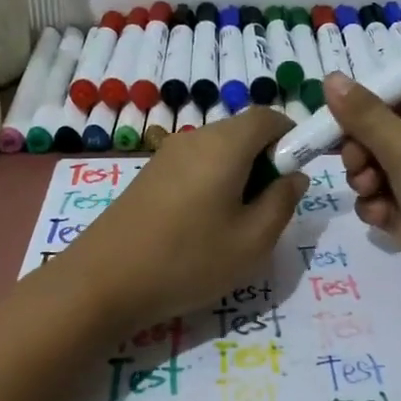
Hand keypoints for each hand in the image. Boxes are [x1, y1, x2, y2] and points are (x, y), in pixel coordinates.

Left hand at [50, 108, 308, 329]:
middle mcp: (195, 138)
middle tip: (267, 211)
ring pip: (219, 153)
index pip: (270, 118)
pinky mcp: (148, 176)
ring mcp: (166, 156)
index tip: (297, 178)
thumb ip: (282, 201)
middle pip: (244, 133)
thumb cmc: (188, 260)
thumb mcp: (253, 241)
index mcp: (225, 144)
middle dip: (266, 163)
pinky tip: (203, 229)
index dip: (294, 139)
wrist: (103, 283)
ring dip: (239, 178)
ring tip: (235, 227)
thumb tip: (294, 176)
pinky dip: (212, 186)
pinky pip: (195, 167)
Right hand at [325, 73, 400, 338]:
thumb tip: (331, 78)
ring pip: (382, 170)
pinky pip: (389, 201)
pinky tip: (380, 219)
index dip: (364, 109)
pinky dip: (379, 207)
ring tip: (369, 194)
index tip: (332, 124)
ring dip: (366, 180)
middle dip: (362, 150)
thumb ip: (365, 116)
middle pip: (386, 134)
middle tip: (356, 167)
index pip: (400, 98)